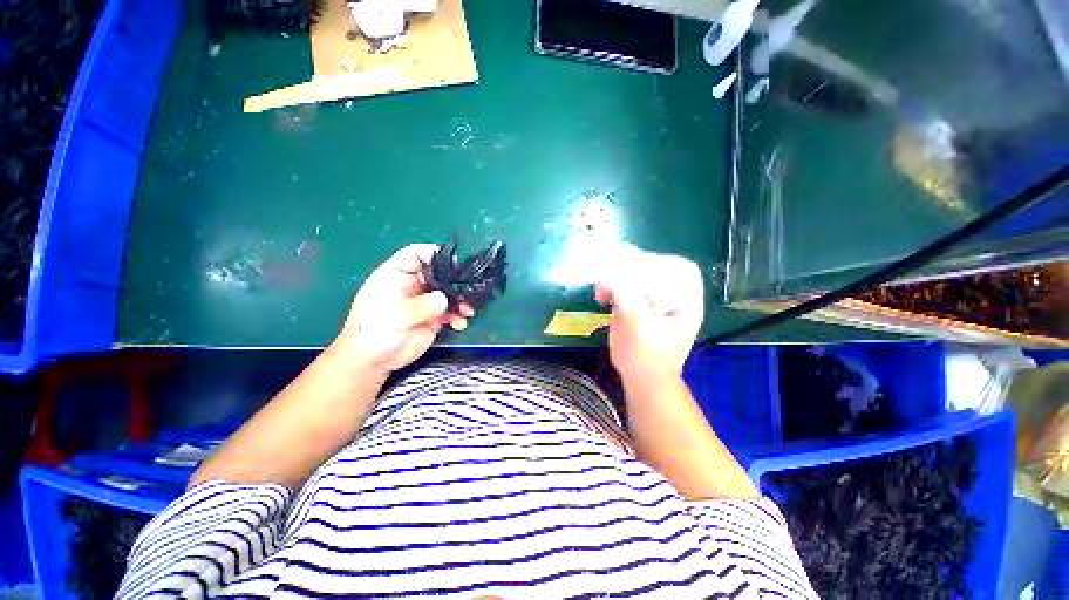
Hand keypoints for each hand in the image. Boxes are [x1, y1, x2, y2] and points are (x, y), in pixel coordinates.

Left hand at [332, 244, 473, 376]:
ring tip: (468, 311)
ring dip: (460, 301)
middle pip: (438, 273)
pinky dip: (458, 316)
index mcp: (396, 276)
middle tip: (468, 290)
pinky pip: (451, 312)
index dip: (433, 254)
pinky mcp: (434, 318)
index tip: (452, 263)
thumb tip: (443, 299)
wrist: (373, 362)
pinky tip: (459, 324)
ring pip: (448, 293)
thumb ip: (419, 306)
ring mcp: (425, 302)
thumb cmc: (372, 332)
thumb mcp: (393, 315)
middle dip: (455, 281)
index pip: (415, 255)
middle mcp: (413, 285)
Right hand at [595, 244, 703, 385]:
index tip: (637, 267)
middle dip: (631, 269)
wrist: (641, 379)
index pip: (682, 269)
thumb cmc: (645, 359)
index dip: (661, 263)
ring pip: (638, 277)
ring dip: (617, 277)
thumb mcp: (637, 328)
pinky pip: (626, 287)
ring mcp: (655, 301)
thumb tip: (610, 274)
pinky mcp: (640, 305)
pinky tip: (601, 296)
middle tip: (610, 275)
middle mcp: (674, 298)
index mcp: (686, 303)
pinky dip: (612, 287)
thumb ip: (627, 299)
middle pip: (657, 269)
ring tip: (601, 290)